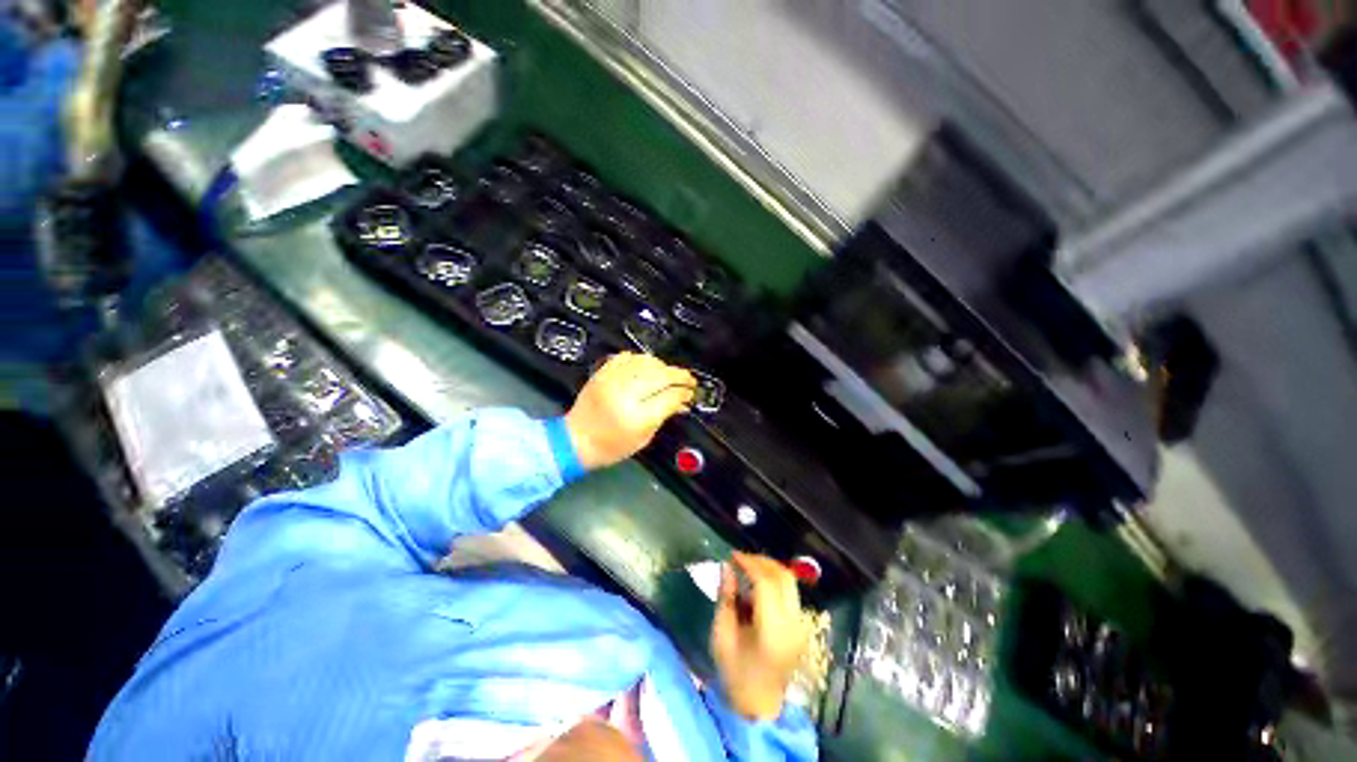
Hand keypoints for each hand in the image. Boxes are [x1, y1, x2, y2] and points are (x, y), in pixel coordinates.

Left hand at [564, 352, 694, 470]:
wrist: (575, 440)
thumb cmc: (611, 446)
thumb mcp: (643, 438)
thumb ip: (664, 415)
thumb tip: (682, 401)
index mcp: (636, 417)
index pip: (669, 396)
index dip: (684, 393)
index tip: (691, 393)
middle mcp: (624, 394)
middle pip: (660, 375)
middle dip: (679, 375)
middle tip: (689, 380)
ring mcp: (611, 380)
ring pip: (646, 362)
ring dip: (662, 366)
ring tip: (669, 374)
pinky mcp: (602, 373)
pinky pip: (626, 357)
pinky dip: (640, 359)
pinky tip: (647, 366)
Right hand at [710, 552, 809, 720]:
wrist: (760, 706)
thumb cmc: (735, 673)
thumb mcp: (722, 636)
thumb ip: (725, 597)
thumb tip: (726, 566)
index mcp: (773, 630)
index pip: (766, 583)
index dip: (749, 563)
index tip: (732, 555)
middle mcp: (793, 624)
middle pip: (783, 577)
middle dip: (761, 561)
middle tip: (740, 558)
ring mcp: (800, 626)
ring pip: (789, 582)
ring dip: (769, 568)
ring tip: (747, 567)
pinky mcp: (801, 626)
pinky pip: (789, 592)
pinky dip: (774, 581)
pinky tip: (756, 585)